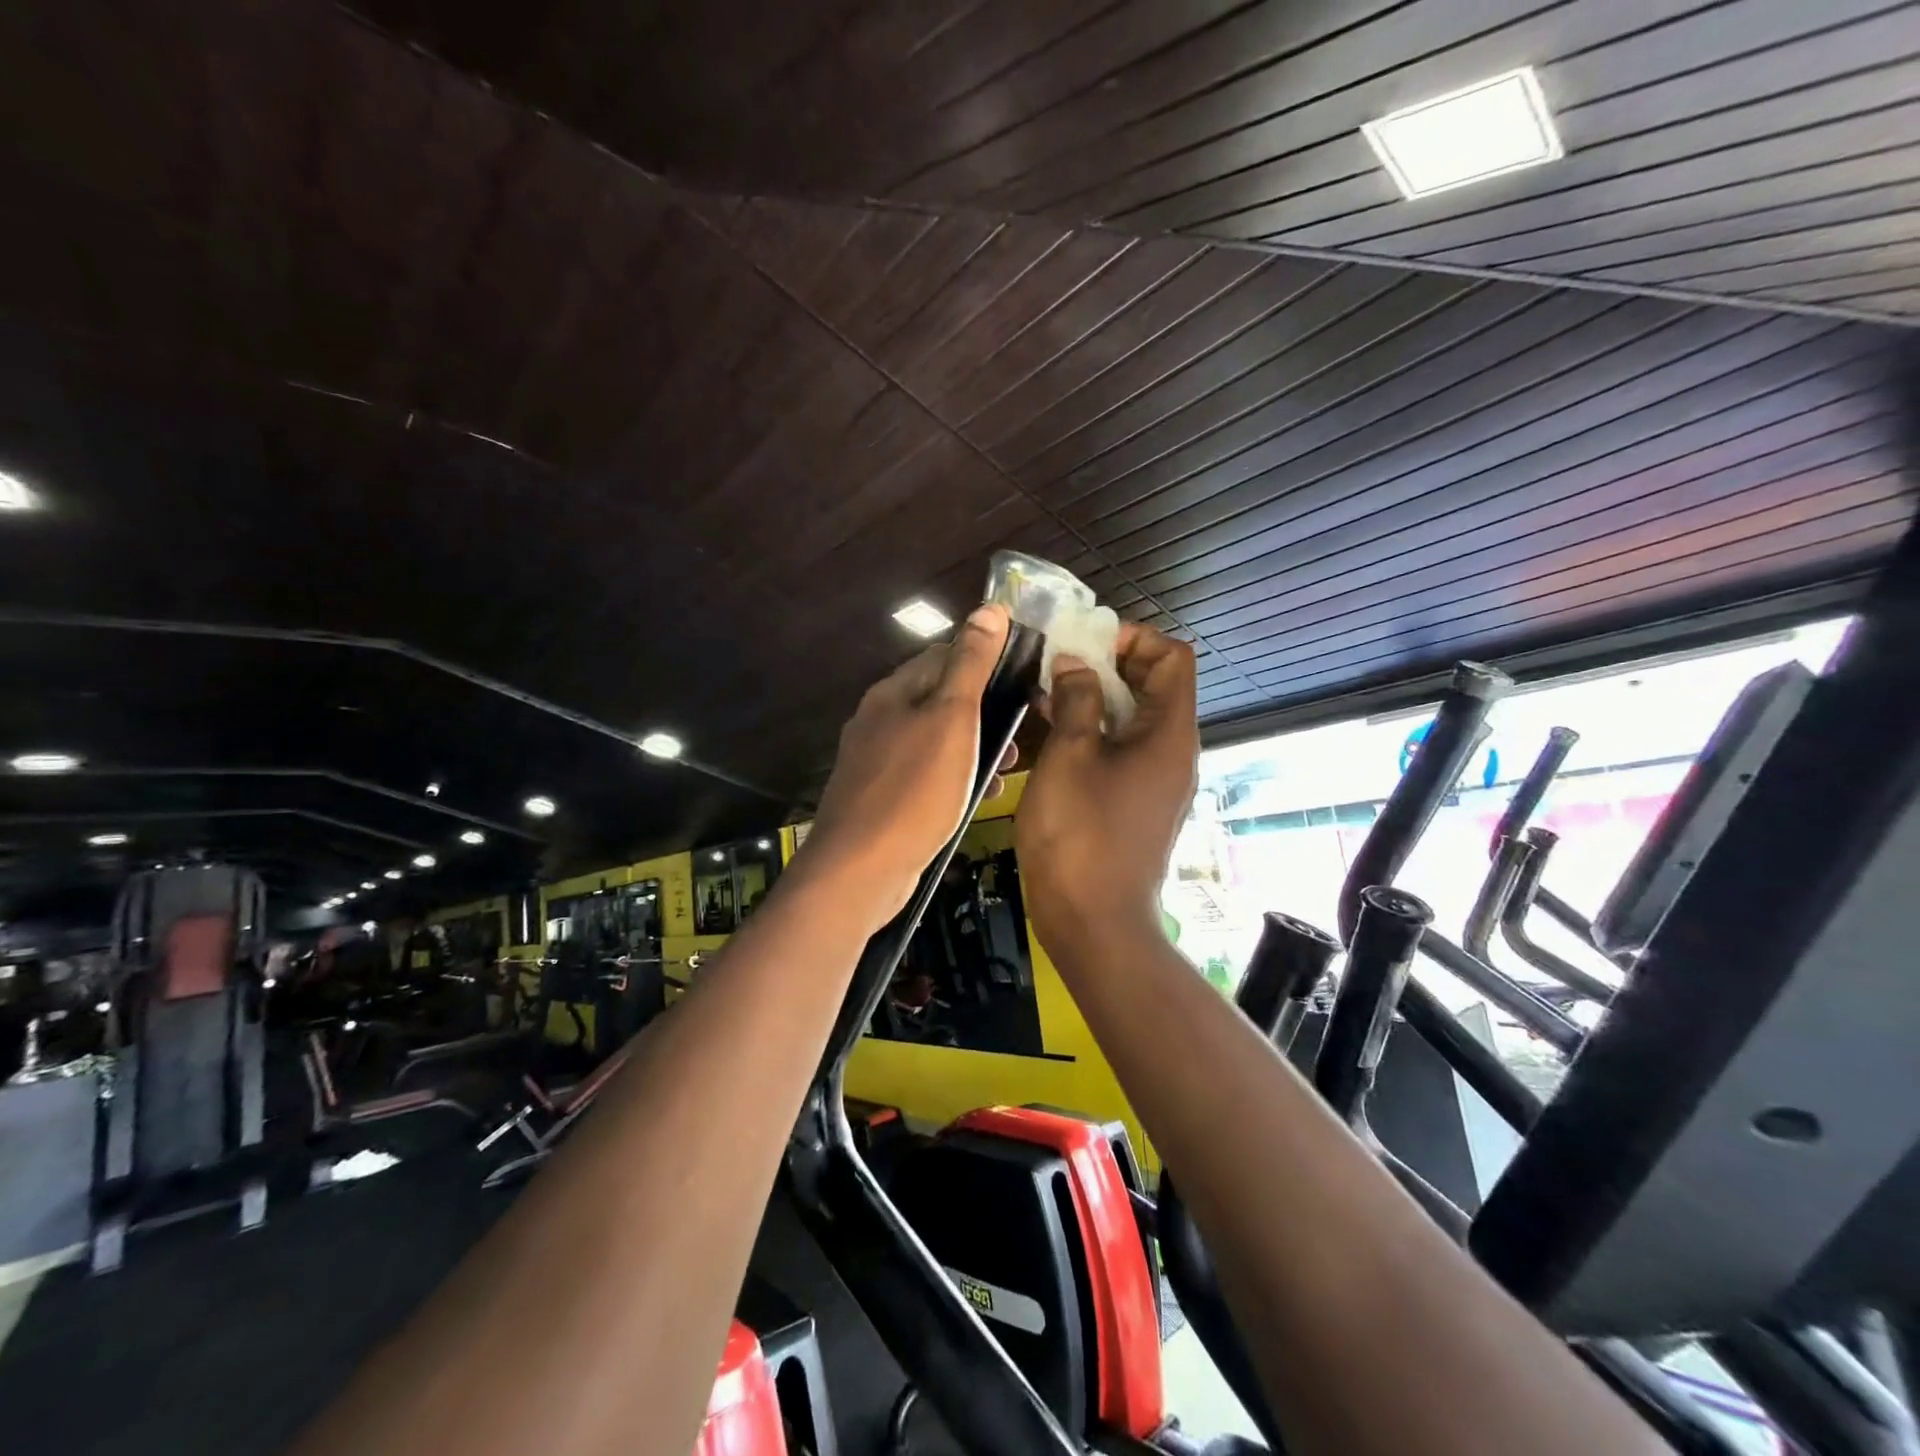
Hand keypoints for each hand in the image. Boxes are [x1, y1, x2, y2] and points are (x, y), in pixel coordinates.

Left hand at [798, 604, 1014, 927]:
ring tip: (1011, 765)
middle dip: (984, 709)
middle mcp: (879, 720)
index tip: (1025, 673)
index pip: (943, 654)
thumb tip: (989, 608)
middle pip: (939, 698)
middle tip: (1023, 727)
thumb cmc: (914, 789)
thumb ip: (970, 665)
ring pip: (936, 740)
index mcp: (893, 693)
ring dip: (974, 746)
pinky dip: (955, 778)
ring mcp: (876, 762)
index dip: (985, 657)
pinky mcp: (881, 799)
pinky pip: (926, 776)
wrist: (860, 870)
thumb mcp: (951, 719)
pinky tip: (980, 796)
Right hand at [1016, 623, 1197, 959]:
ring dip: (1095, 697)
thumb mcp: (1070, 757)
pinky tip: (1051, 733)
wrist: (1094, 923)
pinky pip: (1122, 749)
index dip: (1134, 638)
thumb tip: (1076, 664)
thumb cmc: (1080, 835)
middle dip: (1108, 664)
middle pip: (1154, 685)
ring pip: (1133, 718)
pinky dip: (1094, 731)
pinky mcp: (1137, 803)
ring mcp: (1157, 780)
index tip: (1085, 643)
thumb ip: (1076, 701)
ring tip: (1047, 692)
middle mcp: (1173, 751)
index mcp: (1169, 733)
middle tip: (1058, 663)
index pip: (1173, 657)